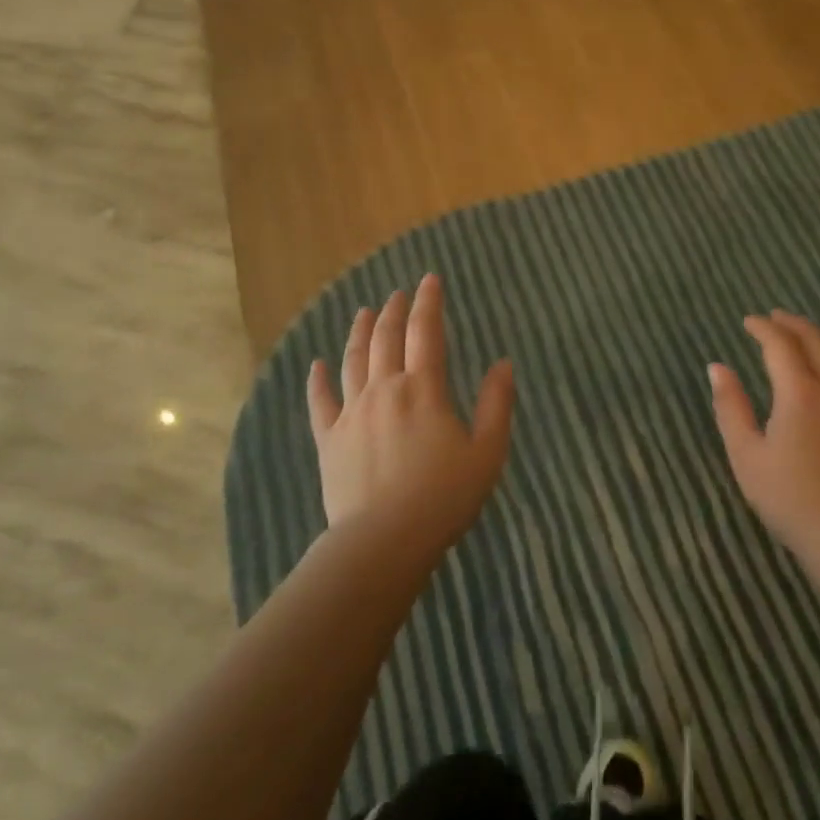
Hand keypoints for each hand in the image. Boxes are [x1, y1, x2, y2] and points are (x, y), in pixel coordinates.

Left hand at [306, 274, 515, 560]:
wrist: (384, 540)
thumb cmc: (443, 497)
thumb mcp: (487, 452)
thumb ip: (497, 404)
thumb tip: (503, 363)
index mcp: (423, 388)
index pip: (426, 331)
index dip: (429, 302)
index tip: (430, 279)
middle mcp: (384, 389)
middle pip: (385, 337)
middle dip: (394, 310)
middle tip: (398, 293)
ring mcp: (352, 412)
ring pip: (353, 360)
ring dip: (359, 331)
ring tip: (363, 312)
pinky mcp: (330, 439)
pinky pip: (320, 402)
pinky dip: (317, 380)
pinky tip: (316, 364)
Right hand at [709, 311, 819, 562]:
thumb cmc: (788, 496)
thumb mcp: (745, 454)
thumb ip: (730, 406)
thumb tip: (717, 367)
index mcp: (800, 392)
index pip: (781, 345)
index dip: (763, 328)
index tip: (747, 321)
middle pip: (815, 342)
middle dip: (792, 324)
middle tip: (773, 317)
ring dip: (816, 339)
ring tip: (798, 335)